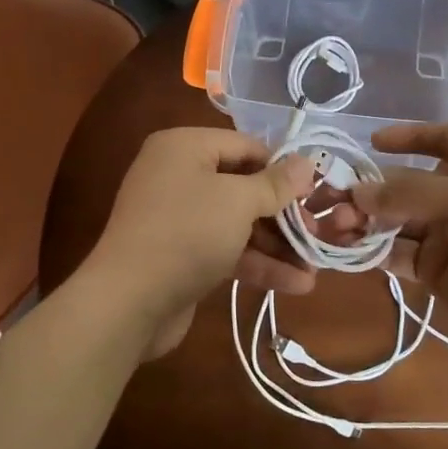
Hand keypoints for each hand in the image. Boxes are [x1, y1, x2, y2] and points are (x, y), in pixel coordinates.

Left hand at [87, 127, 315, 358]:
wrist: (128, 302)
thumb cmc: (186, 233)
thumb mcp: (238, 201)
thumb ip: (274, 183)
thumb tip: (305, 162)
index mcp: (185, 148)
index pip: (246, 146)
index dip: (283, 168)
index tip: (316, 191)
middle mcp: (179, 176)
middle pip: (244, 187)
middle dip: (284, 214)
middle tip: (320, 234)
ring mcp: (179, 218)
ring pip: (238, 223)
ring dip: (277, 245)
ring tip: (315, 267)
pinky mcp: (182, 255)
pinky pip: (226, 250)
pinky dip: (257, 264)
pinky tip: (295, 284)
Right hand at [352, 123, 447, 361]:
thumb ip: (412, 192)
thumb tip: (358, 192)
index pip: (445, 139)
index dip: (411, 136)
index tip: (373, 142)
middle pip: (407, 183)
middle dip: (371, 188)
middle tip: (331, 199)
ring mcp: (447, 235)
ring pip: (395, 220)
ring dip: (364, 220)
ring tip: (334, 226)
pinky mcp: (435, 271)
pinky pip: (395, 253)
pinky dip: (371, 250)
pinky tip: (346, 249)